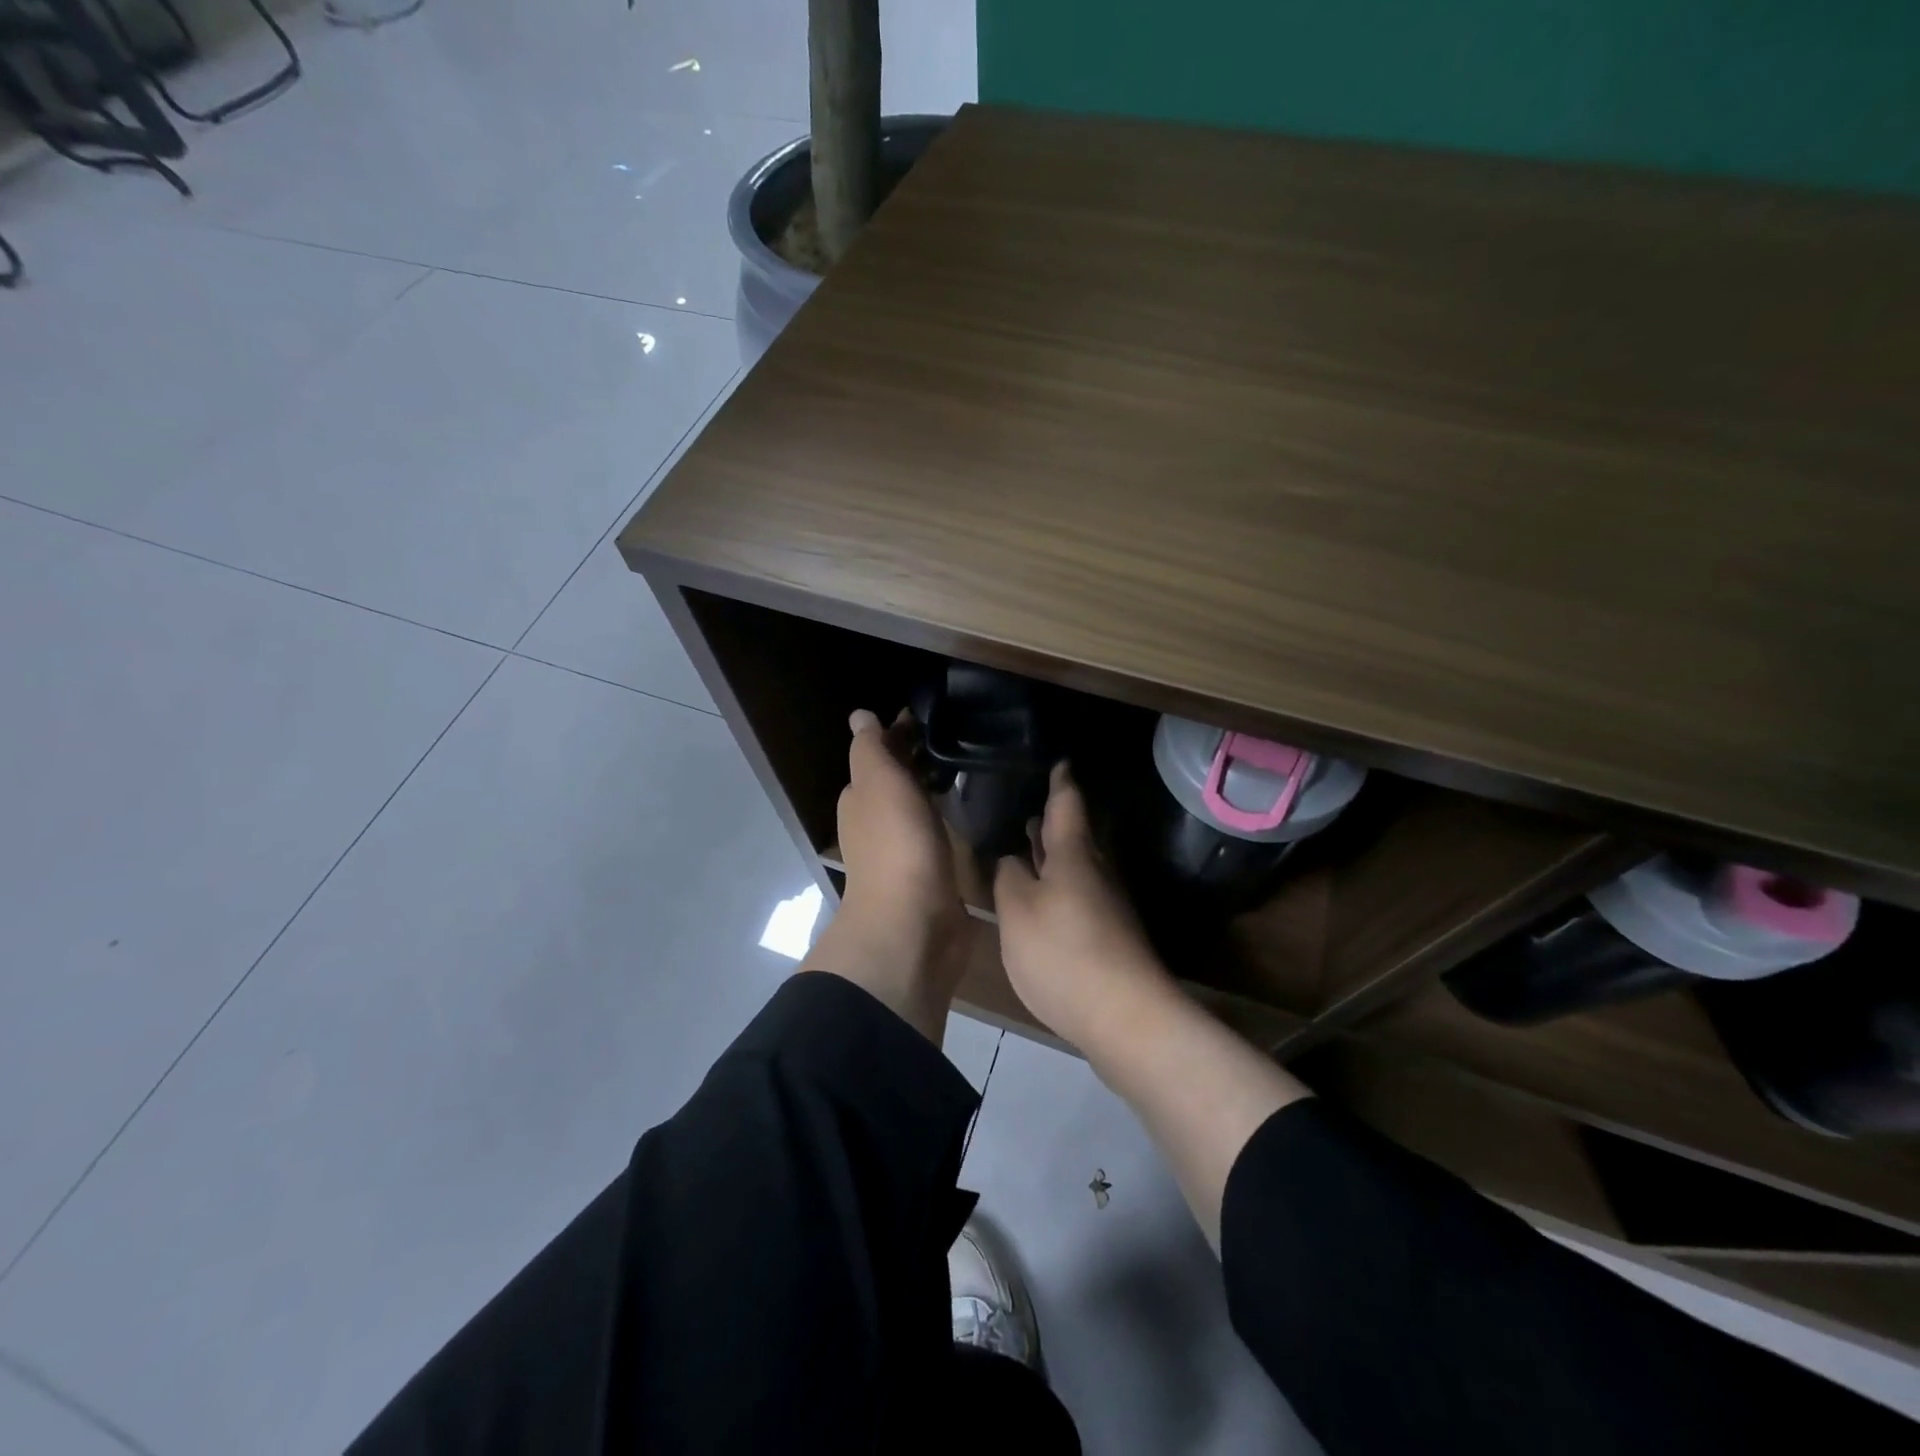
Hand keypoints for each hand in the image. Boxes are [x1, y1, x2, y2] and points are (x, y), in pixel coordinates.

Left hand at [802, 709, 968, 1040]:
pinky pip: (942, 833)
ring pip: (922, 806)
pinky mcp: (934, 872)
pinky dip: (953, 817)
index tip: (938, 714)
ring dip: (939, 787)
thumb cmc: (895, 845)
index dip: (903, 732)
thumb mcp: (877, 782)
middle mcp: (879, 820)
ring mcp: (906, 848)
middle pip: (902, 779)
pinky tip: (978, 808)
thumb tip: (860, 716)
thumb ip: (870, 748)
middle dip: (924, 758)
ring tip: (979, 765)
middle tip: (967, 735)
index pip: (882, 753)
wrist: (913, 923)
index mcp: (862, 797)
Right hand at [993, 762, 1178, 1049]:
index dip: (1060, 782)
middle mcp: (1097, 872)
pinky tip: (1043, 902)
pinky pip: (1079, 896)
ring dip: (1054, 857)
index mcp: (1074, 854)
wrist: (1126, 1017)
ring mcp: (1108, 906)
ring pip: (1078, 868)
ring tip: (1028, 848)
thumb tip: (1012, 860)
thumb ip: (1008, 878)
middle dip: (1053, 823)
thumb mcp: (1017, 911)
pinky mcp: (1110, 937)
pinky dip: (1059, 888)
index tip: (1059, 761)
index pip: (1067, 804)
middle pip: (1075, 837)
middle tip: (1029, 809)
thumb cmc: (1064, 953)